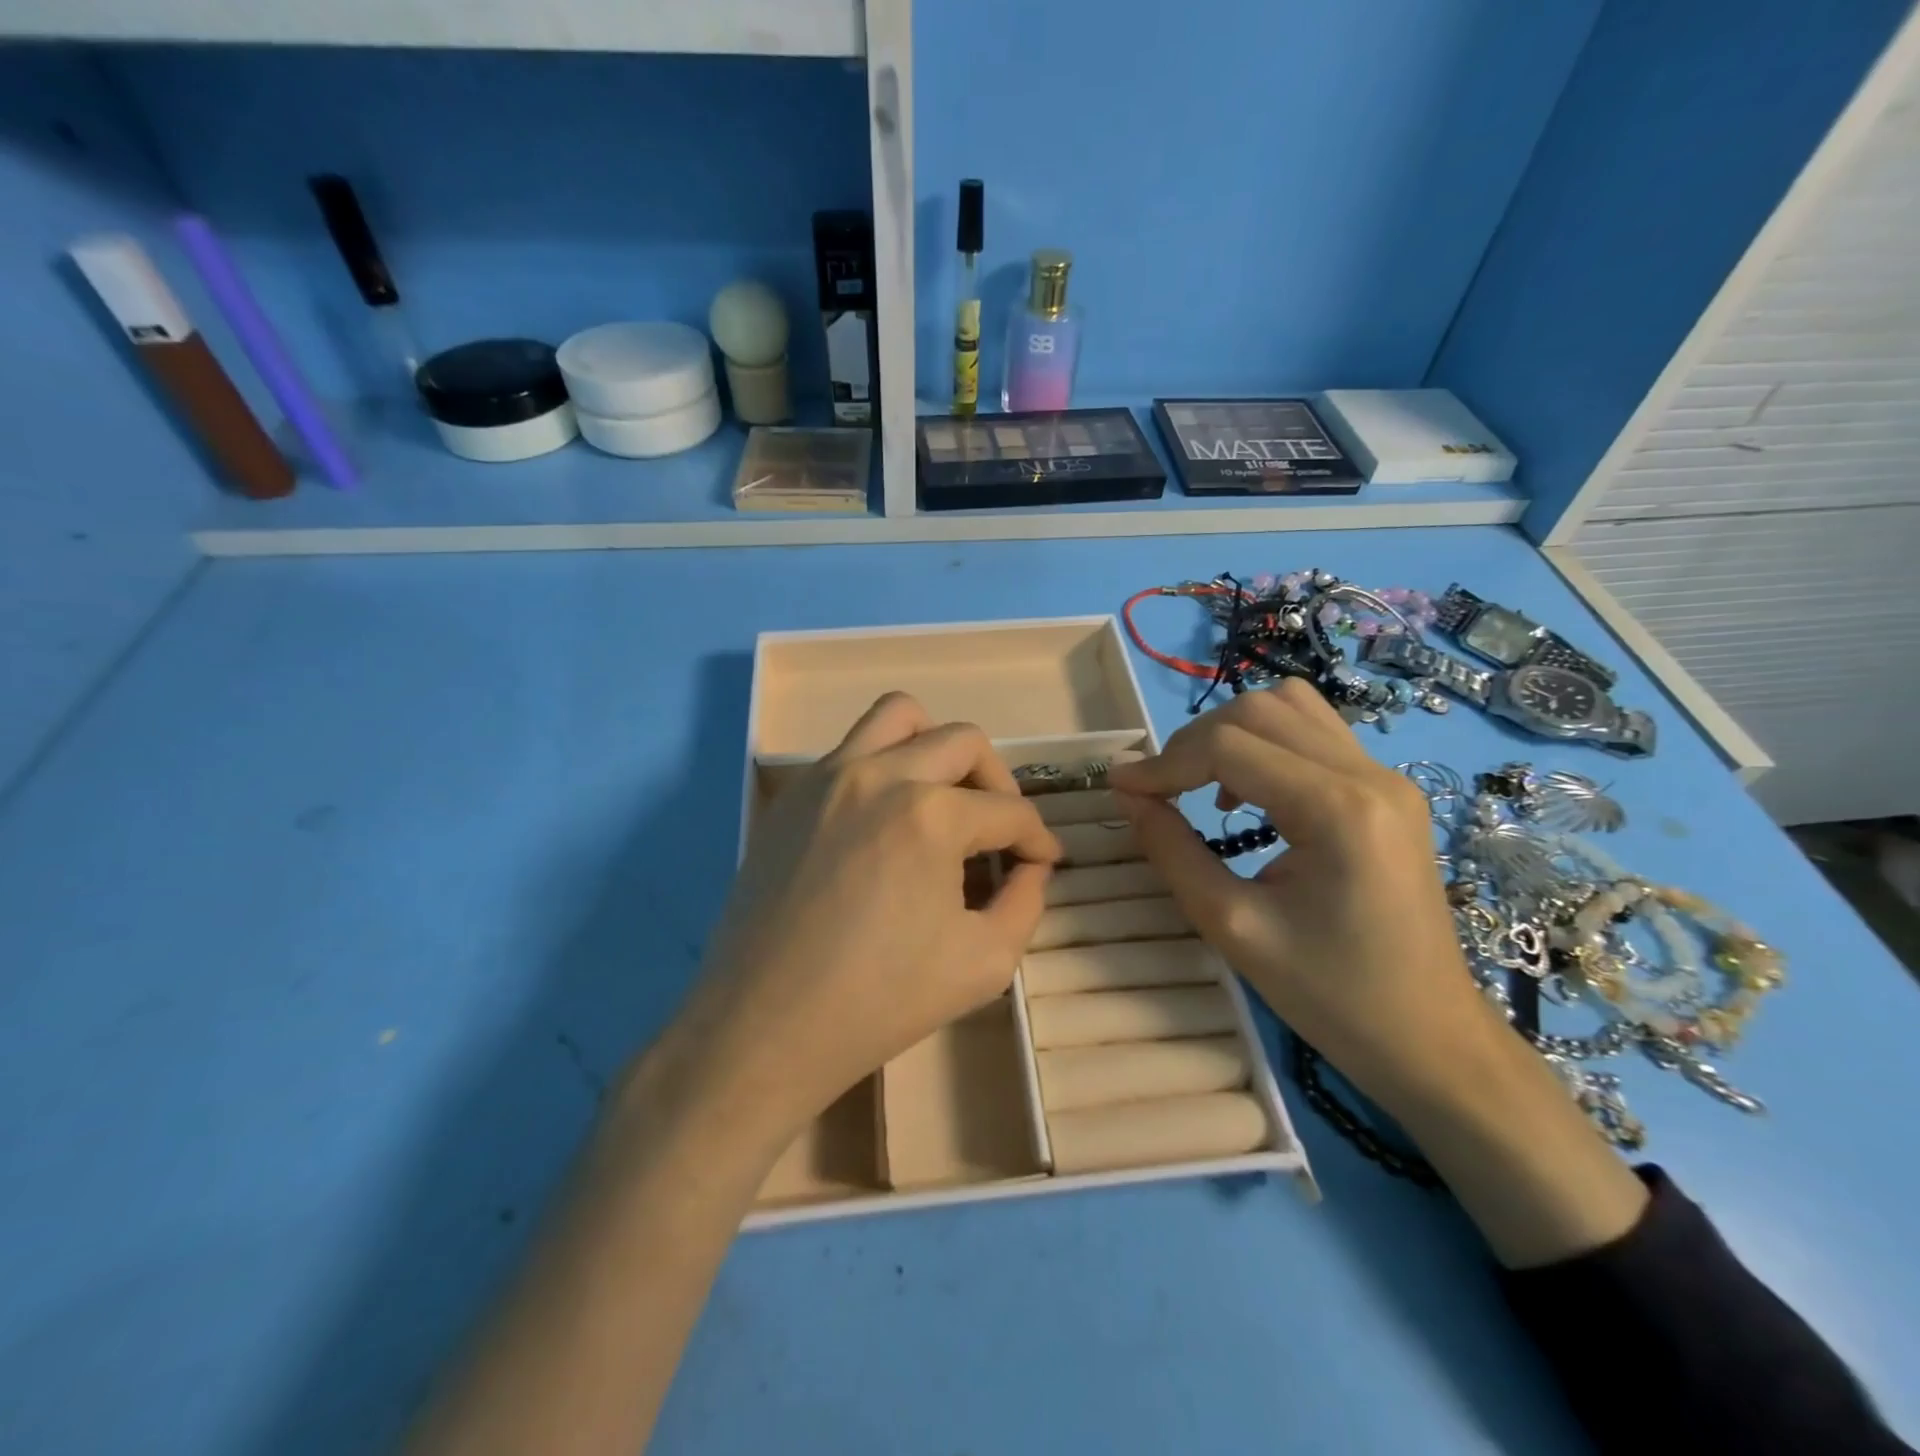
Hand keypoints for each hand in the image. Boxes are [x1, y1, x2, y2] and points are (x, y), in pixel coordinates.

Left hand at [662, 692, 1060, 1154]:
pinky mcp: (793, 796)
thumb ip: (1026, 903)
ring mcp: (828, 777)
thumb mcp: (984, 963)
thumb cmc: (879, 1002)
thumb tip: (1032, 867)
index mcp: (931, 815)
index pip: (1008, 810)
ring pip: (898, 716)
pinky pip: (850, 749)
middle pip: (963, 742)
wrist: (764, 1026)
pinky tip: (886, 820)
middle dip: (998, 782)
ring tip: (944, 795)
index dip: (1037, 838)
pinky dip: (884, 764)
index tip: (1043, 859)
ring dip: (936, 745)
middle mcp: (880, 775)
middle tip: (1000, 828)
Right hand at [1108, 681, 1498, 1108]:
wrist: (1431, 1039)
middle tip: (1161, 790)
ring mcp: (1386, 777)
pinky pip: (1314, 732)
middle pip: (1259, 710)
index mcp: (1338, 810)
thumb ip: (1171, 851)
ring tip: (1203, 783)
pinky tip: (1250, 790)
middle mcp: (1369, 775)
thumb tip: (1126, 794)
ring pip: (1290, 706)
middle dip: (1194, 741)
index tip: (1122, 789)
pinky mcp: (1388, 789)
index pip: (1230, 746)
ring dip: (1231, 732)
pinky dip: (1266, 742)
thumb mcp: (1232, 926)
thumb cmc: (1330, 995)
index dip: (1165, 762)